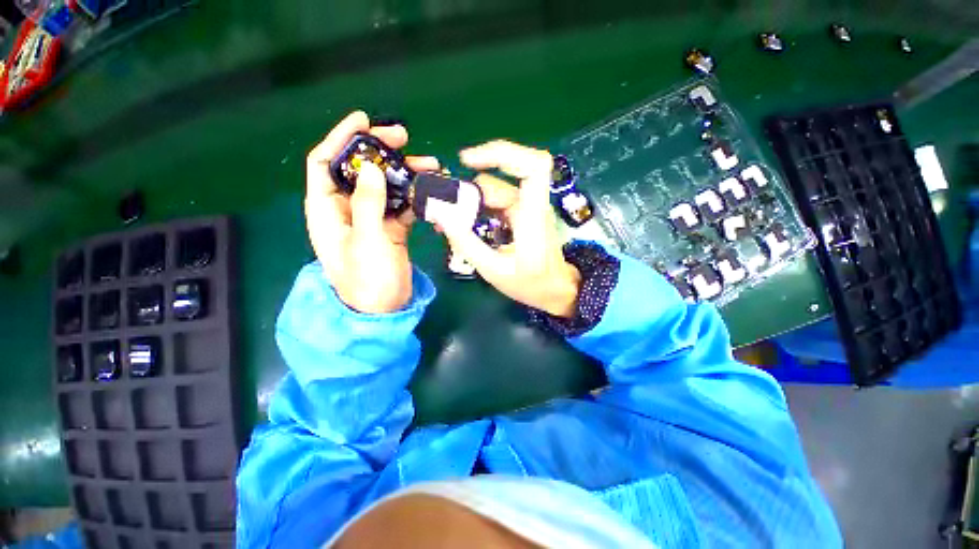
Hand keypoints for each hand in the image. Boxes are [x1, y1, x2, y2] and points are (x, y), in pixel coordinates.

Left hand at [305, 111, 438, 313]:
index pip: (325, 163)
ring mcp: (371, 218)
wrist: (384, 309)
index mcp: (327, 209)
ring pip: (384, 185)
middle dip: (380, 151)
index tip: (364, 120)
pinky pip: (401, 204)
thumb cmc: (367, 279)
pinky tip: (430, 189)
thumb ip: (366, 203)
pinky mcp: (391, 229)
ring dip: (404, 173)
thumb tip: (370, 166)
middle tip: (405, 139)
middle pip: (359, 170)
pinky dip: (414, 195)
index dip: (341, 138)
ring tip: (430, 164)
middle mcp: (347, 209)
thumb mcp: (365, 240)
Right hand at [438, 140, 581, 317]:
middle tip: (445, 208)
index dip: (502, 153)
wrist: (555, 290)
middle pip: (500, 179)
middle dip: (469, 189)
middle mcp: (532, 205)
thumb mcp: (493, 270)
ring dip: (469, 200)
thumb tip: (441, 214)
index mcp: (534, 217)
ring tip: (449, 219)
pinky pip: (495, 201)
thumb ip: (466, 242)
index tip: (467, 160)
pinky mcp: (521, 213)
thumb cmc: (531, 284)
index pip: (533, 166)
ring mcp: (527, 208)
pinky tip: (462, 221)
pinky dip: (476, 207)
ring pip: (494, 190)